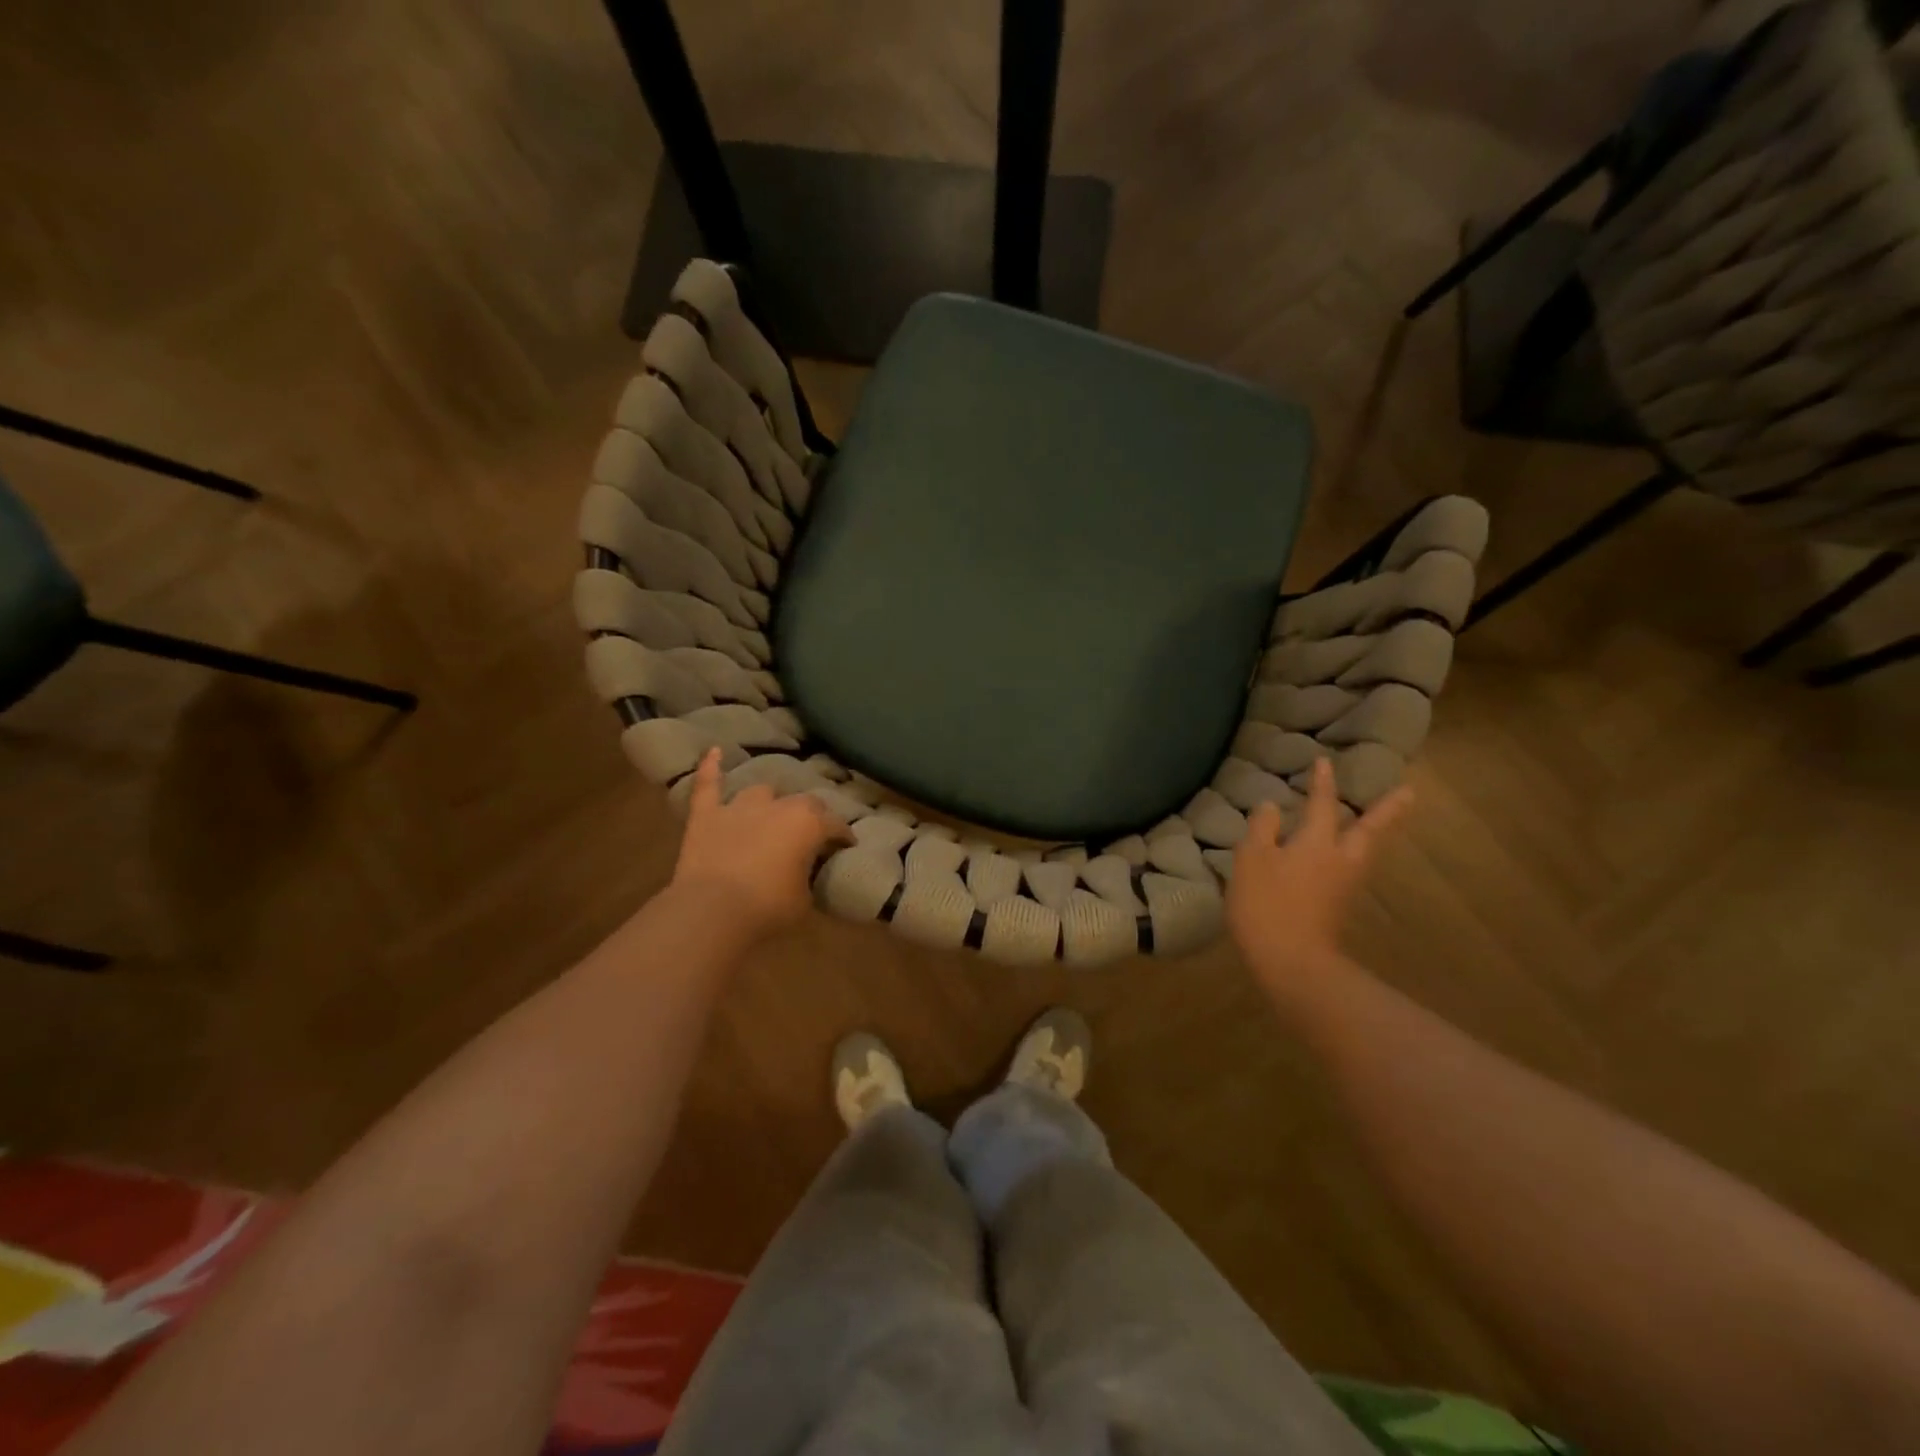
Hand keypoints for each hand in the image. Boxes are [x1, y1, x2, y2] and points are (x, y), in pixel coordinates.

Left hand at [670, 749, 853, 939]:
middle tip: (814, 834)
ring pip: (762, 792)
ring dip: (770, 801)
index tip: (847, 846)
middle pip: (804, 803)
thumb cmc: (768, 909)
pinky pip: (708, 784)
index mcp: (809, 825)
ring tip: (773, 811)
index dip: (844, 836)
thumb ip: (810, 883)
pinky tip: (714, 751)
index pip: (836, 825)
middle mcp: (778, 807)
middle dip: (813, 815)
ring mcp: (740, 807)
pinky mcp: (707, 815)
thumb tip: (810, 882)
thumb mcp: (805, 903)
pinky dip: (711, 767)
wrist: (711, 912)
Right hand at [1227, 756, 1412, 986]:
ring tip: (1380, 819)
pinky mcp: (1340, 906)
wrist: (1292, 961)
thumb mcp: (1251, 860)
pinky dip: (1357, 851)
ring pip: (1366, 850)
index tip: (1325, 761)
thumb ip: (1262, 829)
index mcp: (1318, 843)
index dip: (1322, 783)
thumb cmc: (1267, 904)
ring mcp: (1345, 885)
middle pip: (1368, 829)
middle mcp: (1341, 859)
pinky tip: (1347, 854)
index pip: (1323, 805)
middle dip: (1386, 809)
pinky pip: (1354, 868)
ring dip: (1376, 830)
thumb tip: (1272, 806)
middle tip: (1409, 792)